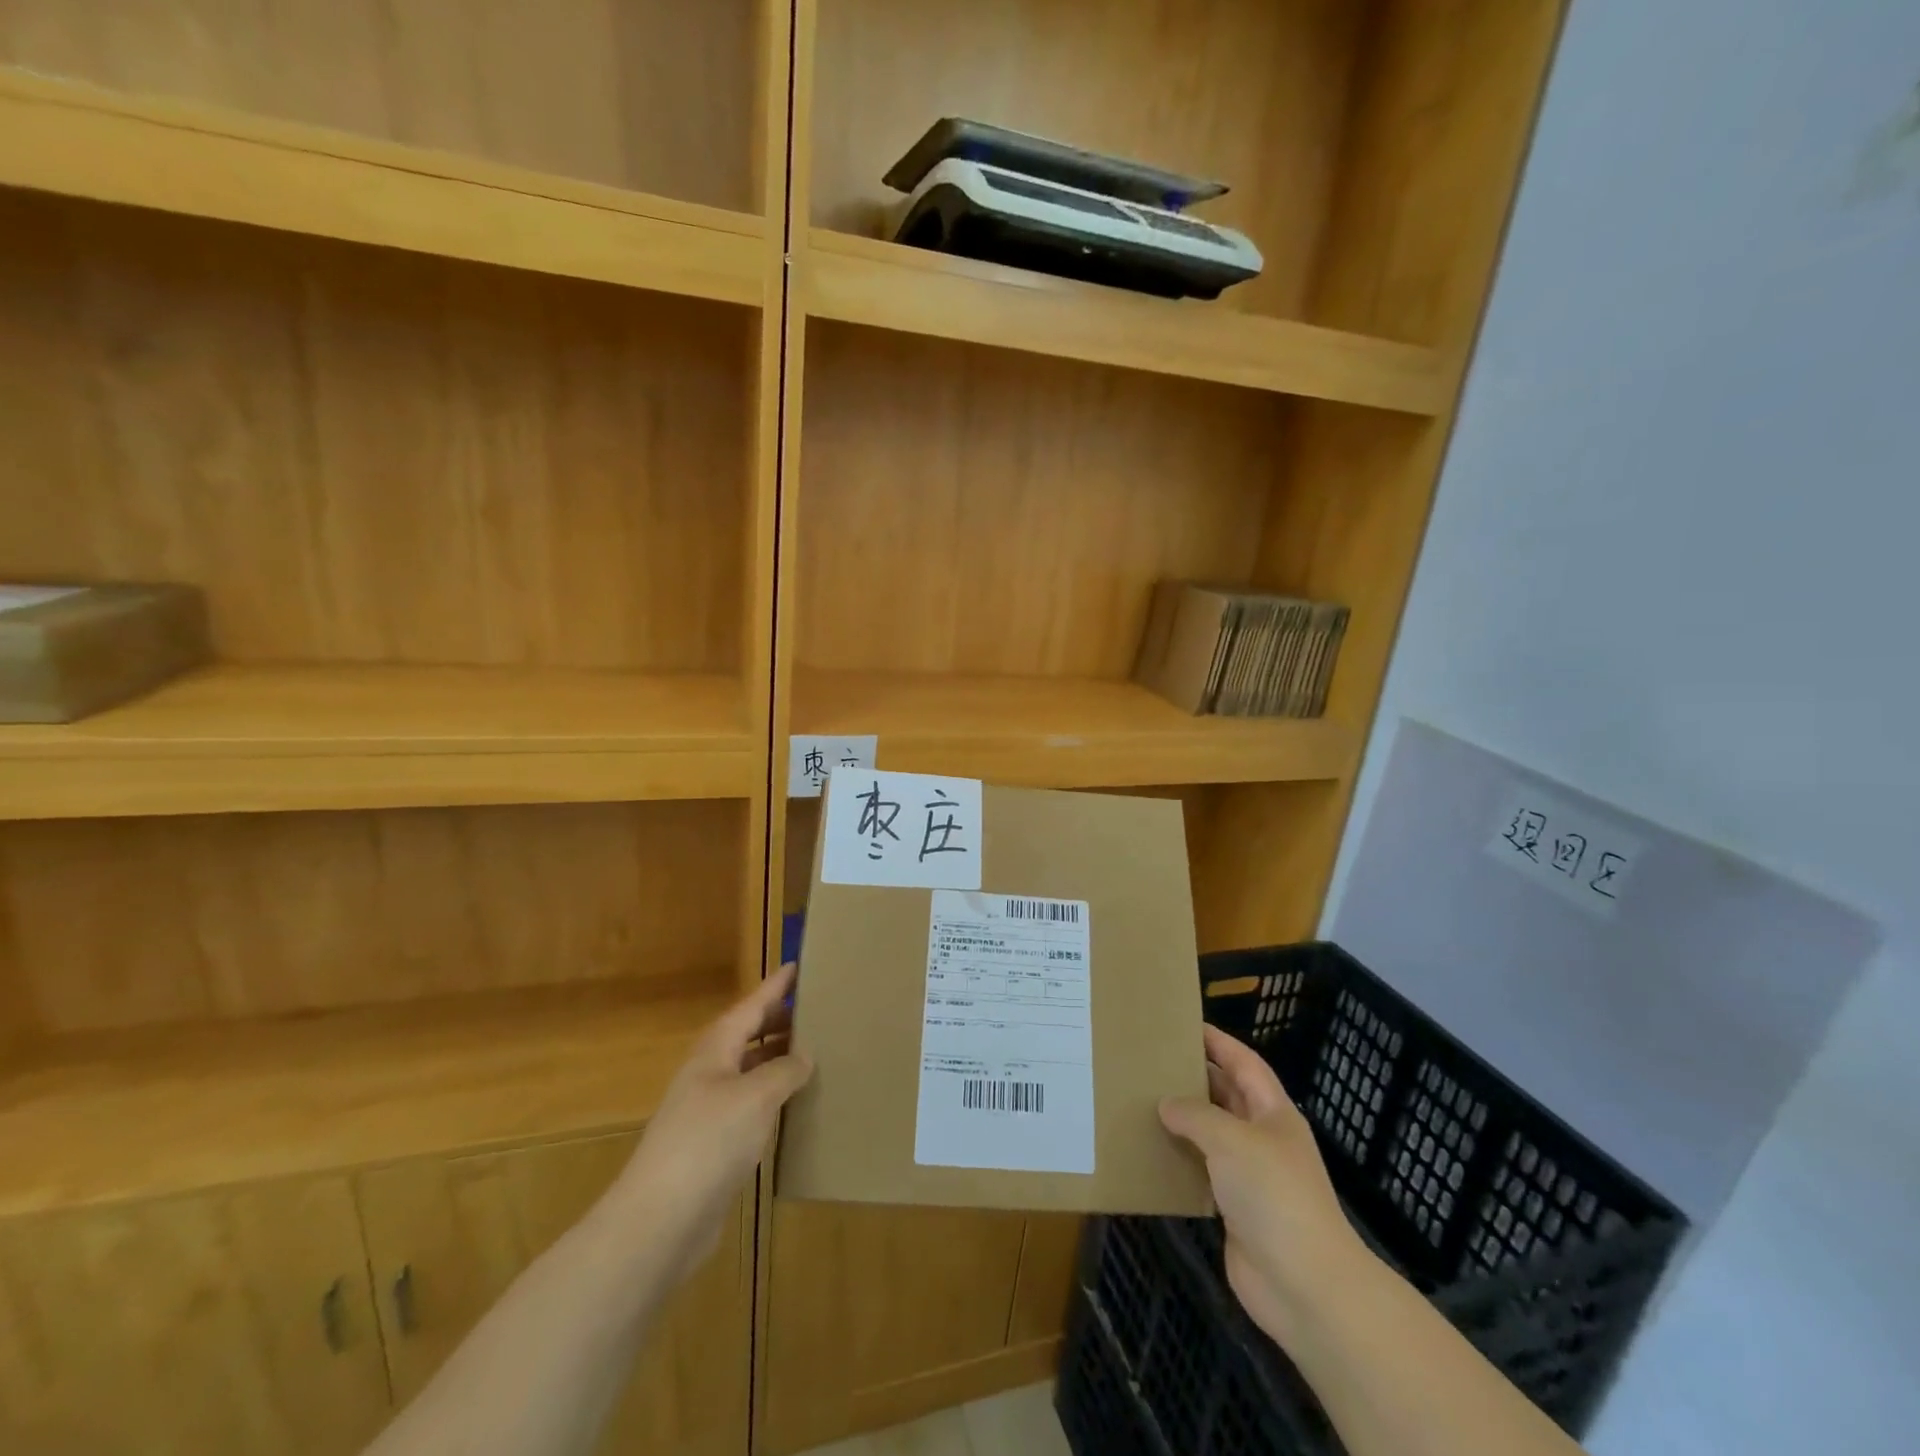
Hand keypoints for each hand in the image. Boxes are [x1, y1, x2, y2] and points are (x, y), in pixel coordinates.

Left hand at [608, 964, 812, 1283]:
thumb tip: (805, 1055)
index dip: (775, 986)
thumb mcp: (755, 1096)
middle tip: (818, 1008)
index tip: (799, 965)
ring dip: (779, 1058)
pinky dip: (775, 1096)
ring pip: (751, 1071)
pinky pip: (752, 1105)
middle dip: (780, 1020)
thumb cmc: (708, 1142)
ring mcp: (710, 1110)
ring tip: (817, 1050)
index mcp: (716, 1050)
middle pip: (749, 1035)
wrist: (660, 1221)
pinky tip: (796, 1104)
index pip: (751, 1006)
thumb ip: (785, 1070)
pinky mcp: (716, 1145)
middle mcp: (711, 1073)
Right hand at [1160, 1025, 1366, 1346]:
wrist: (1304, 1285)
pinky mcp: (1234, 1210)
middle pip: (1226, 1096)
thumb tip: (1166, 1104)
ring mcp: (1251, 1177)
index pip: (1244, 1063)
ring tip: (1141, 1101)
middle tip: (1152, 1062)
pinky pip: (1201, 1173)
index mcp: (1273, 1113)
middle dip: (1194, 1078)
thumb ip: (1195, 1115)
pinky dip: (1179, 1161)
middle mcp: (1263, 1139)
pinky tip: (1150, 1152)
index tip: (1184, 1024)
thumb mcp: (1231, 1139)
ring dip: (1182, 1121)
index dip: (1218, 1042)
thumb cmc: (1273, 1194)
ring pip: (1211, 1136)